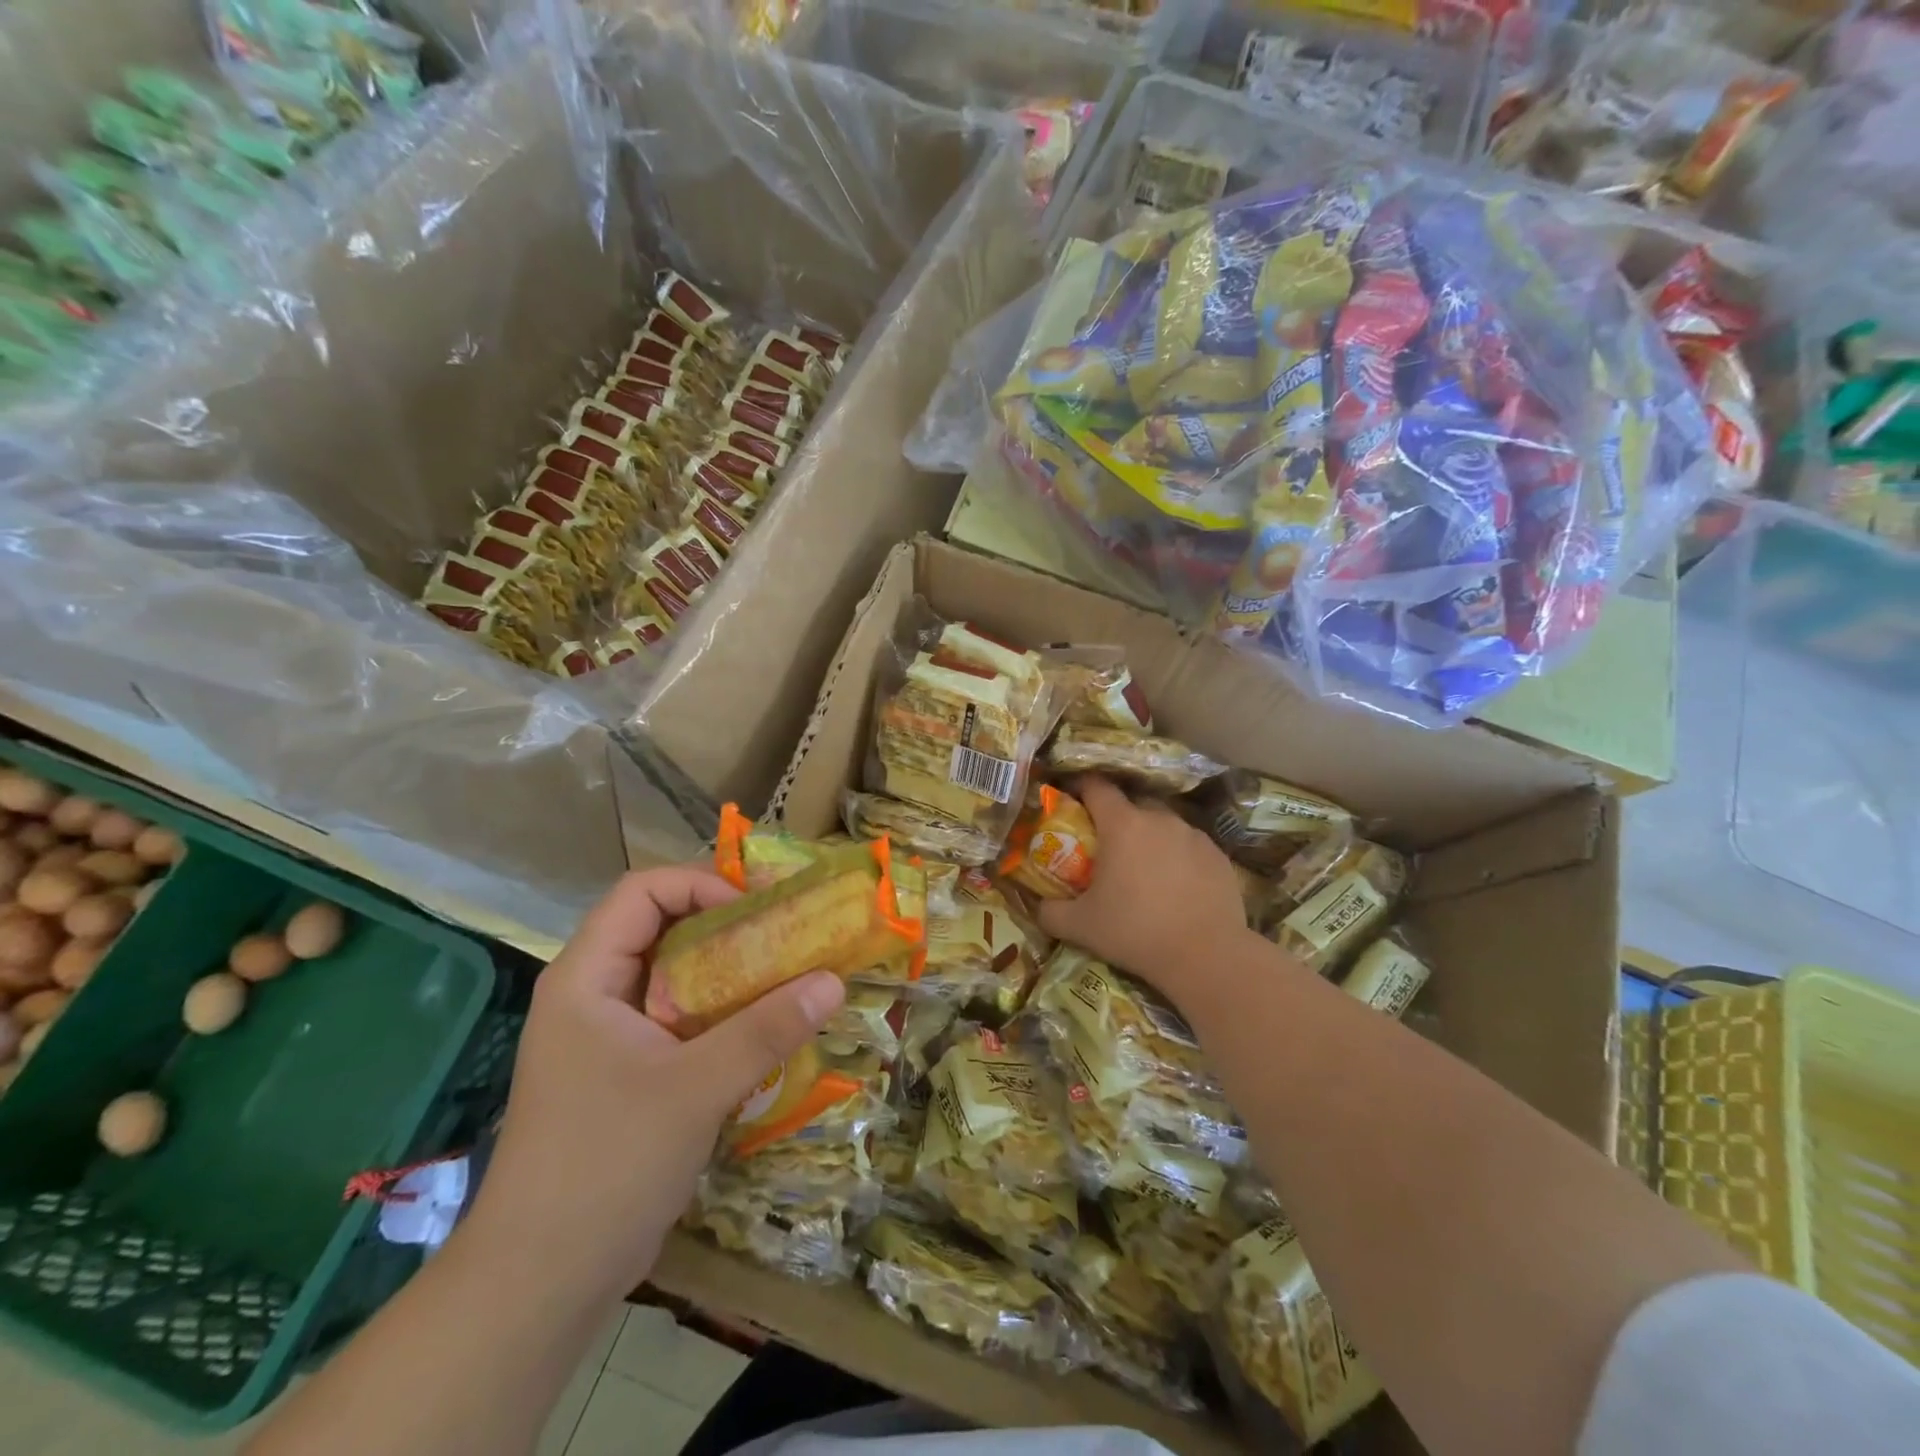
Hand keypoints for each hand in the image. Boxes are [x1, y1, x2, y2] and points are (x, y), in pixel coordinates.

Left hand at [467, 868, 845, 1300]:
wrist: (539, 1284)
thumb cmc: (607, 1163)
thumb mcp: (697, 1087)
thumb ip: (767, 1029)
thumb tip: (834, 980)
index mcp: (586, 977)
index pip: (642, 891)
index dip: (701, 883)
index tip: (756, 910)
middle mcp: (591, 994)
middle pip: (660, 926)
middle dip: (724, 923)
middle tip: (784, 933)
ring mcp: (604, 1036)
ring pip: (672, 974)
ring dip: (727, 969)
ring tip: (783, 975)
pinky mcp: (622, 1073)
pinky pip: (676, 1017)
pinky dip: (718, 1011)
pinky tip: (759, 1030)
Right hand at [1038, 777, 1250, 999]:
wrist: (1207, 956)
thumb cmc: (1135, 932)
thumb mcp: (1080, 927)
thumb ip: (1051, 912)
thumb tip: (1039, 906)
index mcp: (1122, 824)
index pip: (1096, 787)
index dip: (1081, 788)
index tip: (1072, 802)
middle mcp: (1159, 819)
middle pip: (1132, 804)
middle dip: (1117, 819)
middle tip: (1107, 848)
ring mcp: (1193, 835)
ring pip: (1163, 825)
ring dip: (1150, 839)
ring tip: (1144, 871)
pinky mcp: (1218, 855)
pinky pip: (1189, 846)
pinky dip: (1178, 858)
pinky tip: (1176, 887)